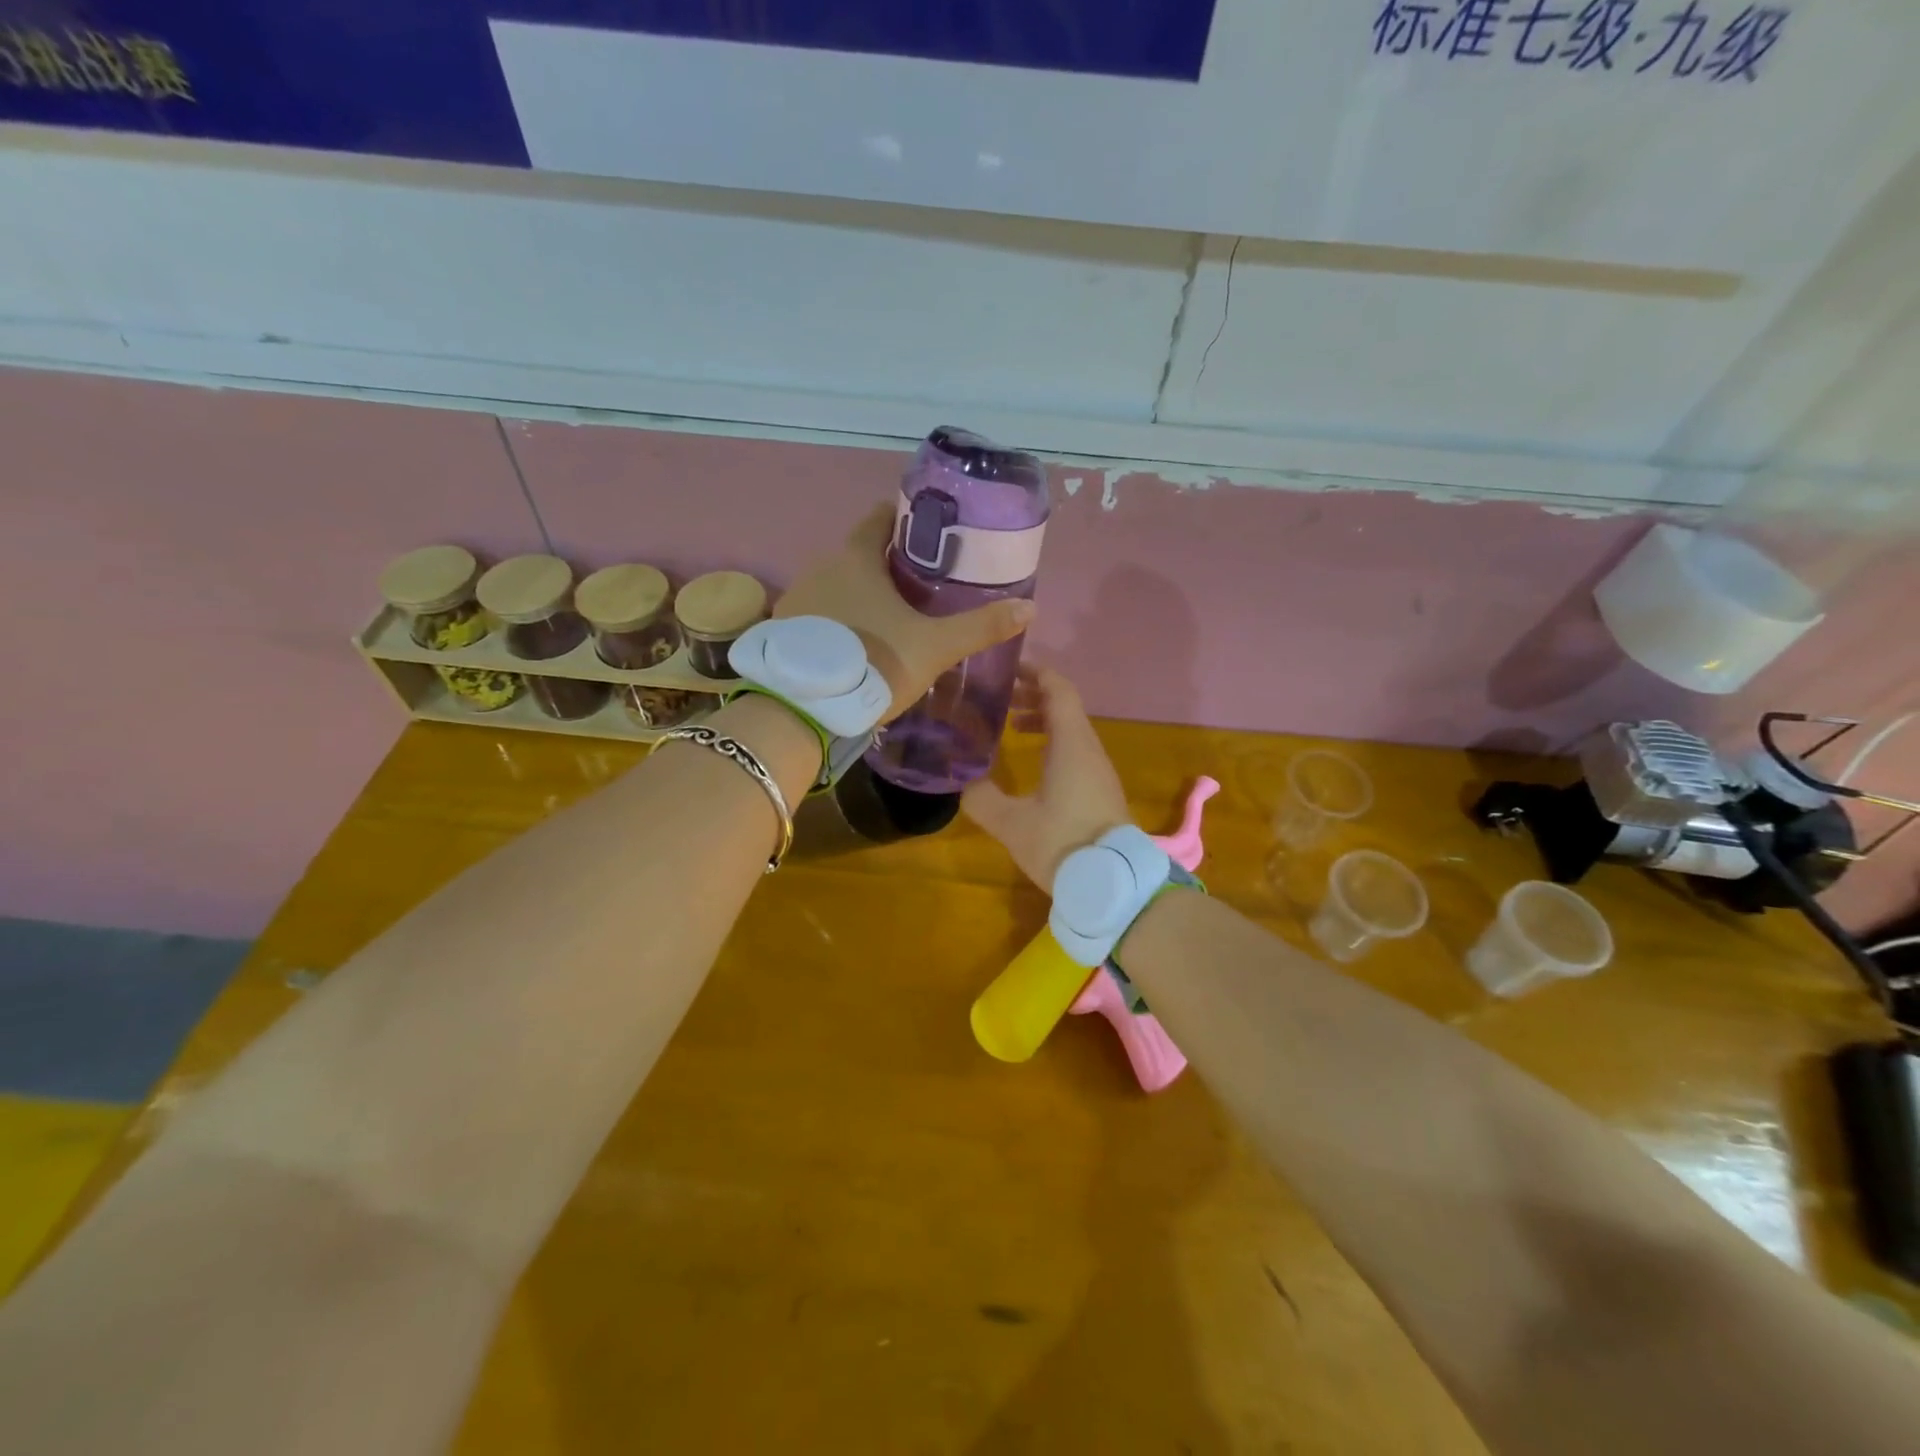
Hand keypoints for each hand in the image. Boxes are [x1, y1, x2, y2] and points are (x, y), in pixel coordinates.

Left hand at [776, 505, 1034, 722]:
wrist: (806, 709)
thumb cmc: (874, 663)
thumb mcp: (934, 647)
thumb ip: (980, 627)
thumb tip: (1030, 608)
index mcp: (856, 558)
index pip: (879, 518)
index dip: (905, 520)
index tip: (928, 534)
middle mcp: (820, 567)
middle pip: (858, 553)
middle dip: (887, 564)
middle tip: (919, 586)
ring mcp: (796, 599)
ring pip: (835, 585)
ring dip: (859, 594)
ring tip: (887, 618)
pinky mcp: (783, 631)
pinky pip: (817, 614)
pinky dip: (836, 620)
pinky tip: (852, 644)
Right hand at [962, 668, 1132, 887]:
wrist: (1113, 884)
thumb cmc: (1063, 843)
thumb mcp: (1010, 822)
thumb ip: (981, 797)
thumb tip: (962, 781)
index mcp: (1072, 744)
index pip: (1058, 689)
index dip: (1034, 673)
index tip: (1007, 669)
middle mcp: (1089, 749)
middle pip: (1065, 706)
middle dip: (1033, 696)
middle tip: (999, 699)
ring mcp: (1099, 770)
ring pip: (1072, 730)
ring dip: (1043, 721)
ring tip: (1012, 727)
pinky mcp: (1101, 790)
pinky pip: (1076, 751)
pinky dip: (1053, 742)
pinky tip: (1033, 764)